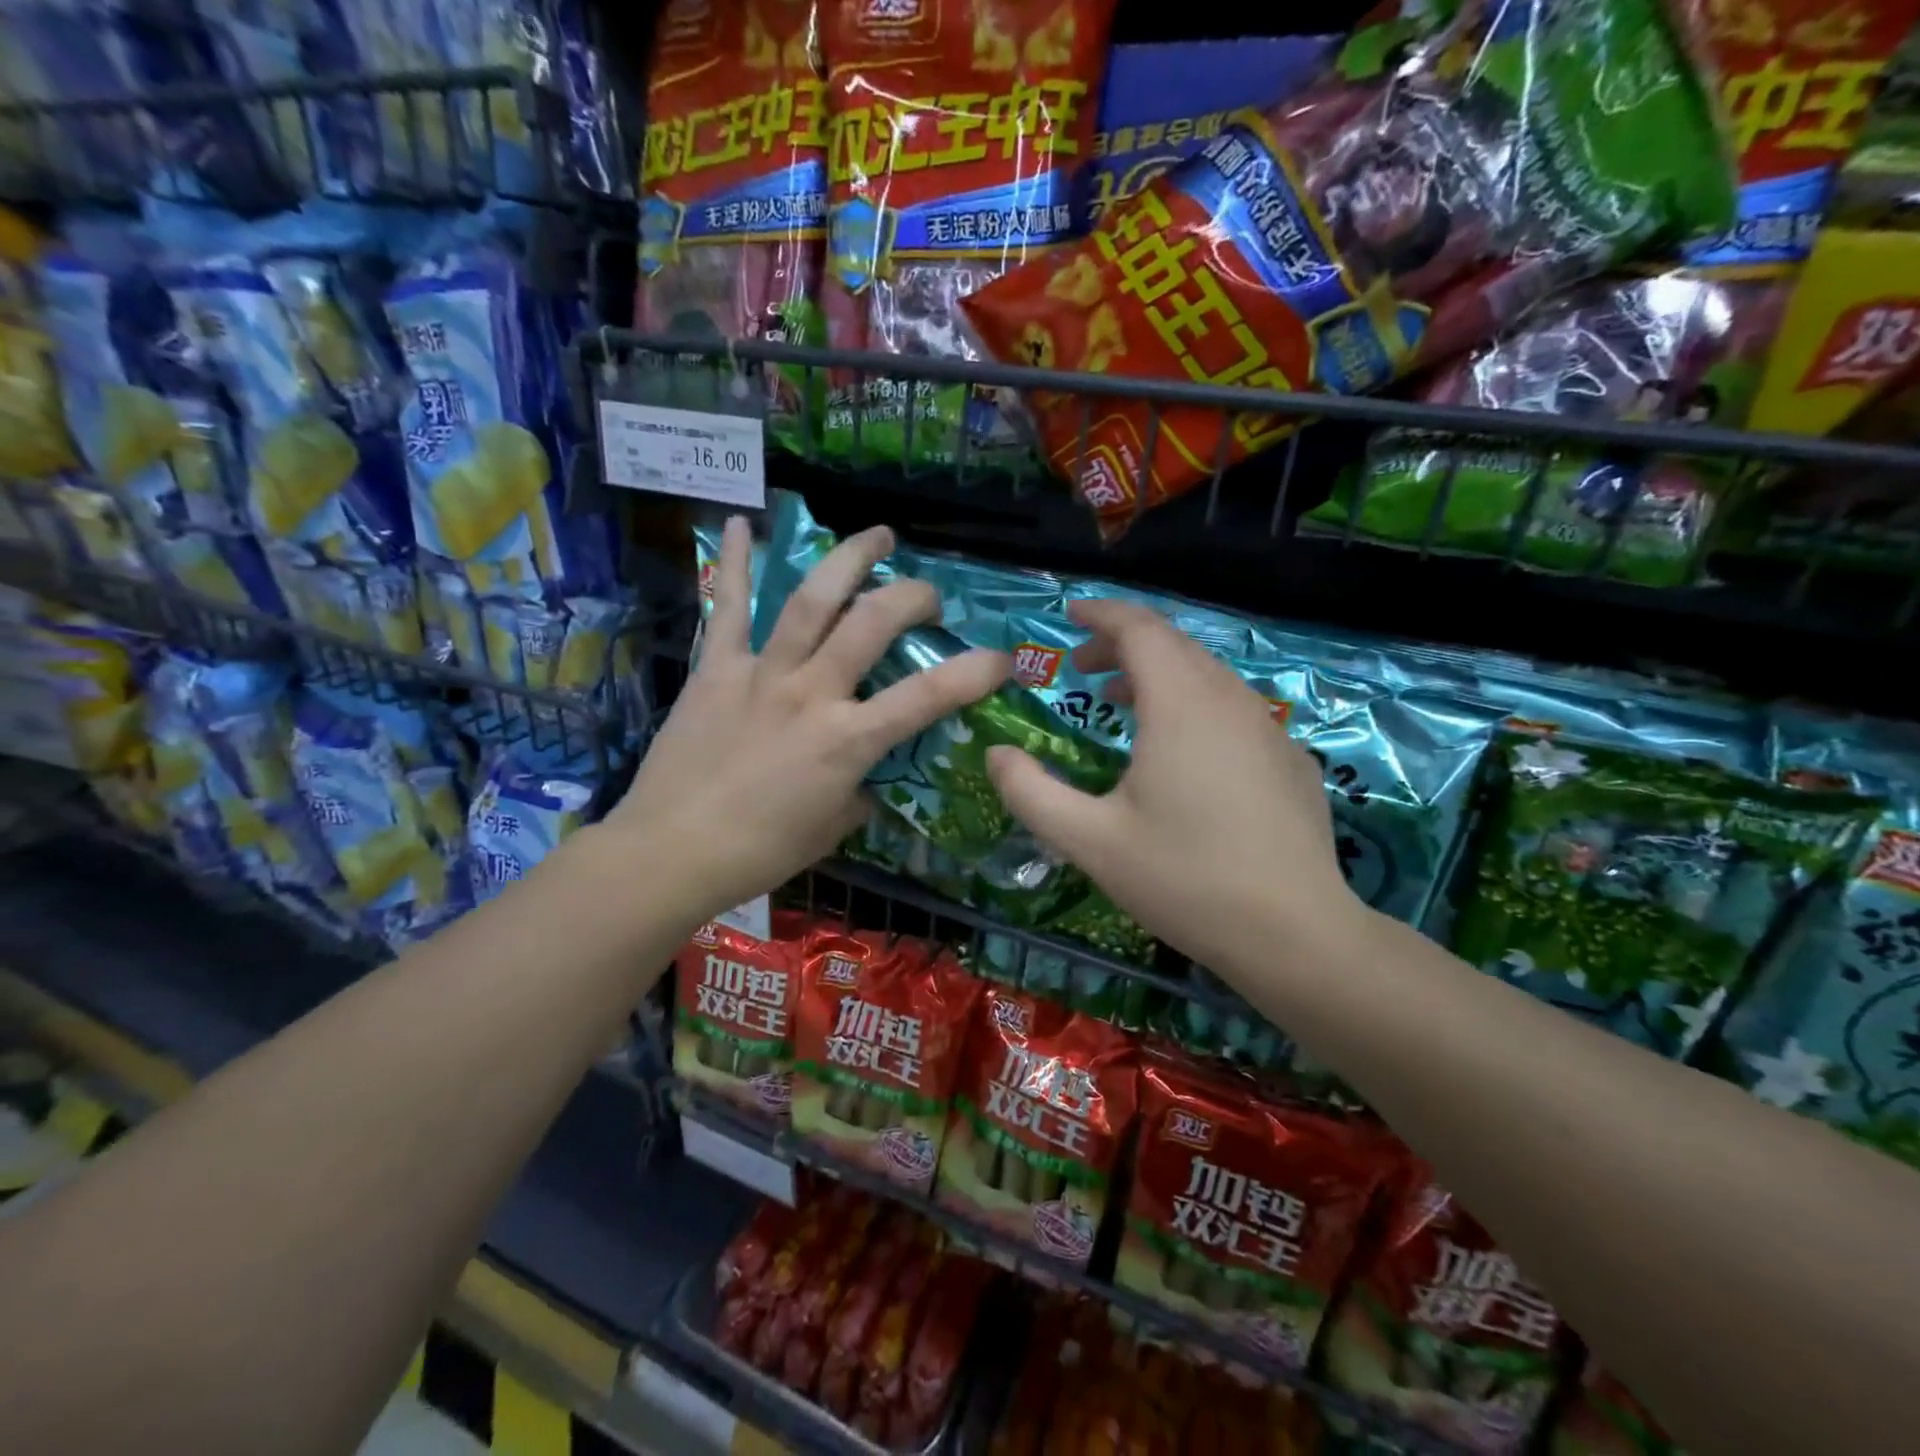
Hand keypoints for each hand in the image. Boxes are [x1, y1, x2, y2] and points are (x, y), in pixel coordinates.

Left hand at [603, 517, 1008, 929]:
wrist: (671, 852)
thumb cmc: (761, 851)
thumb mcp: (833, 828)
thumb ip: (860, 789)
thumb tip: (867, 770)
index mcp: (847, 741)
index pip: (927, 696)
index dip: (974, 672)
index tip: (1002, 657)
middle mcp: (811, 694)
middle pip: (871, 623)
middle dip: (911, 596)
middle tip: (927, 593)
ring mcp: (761, 674)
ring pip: (811, 601)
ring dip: (848, 560)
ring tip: (876, 535)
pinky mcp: (715, 669)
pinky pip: (727, 608)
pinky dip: (733, 563)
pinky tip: (737, 521)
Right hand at [985, 599, 1360, 974]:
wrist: (1295, 934)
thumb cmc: (1184, 879)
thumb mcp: (1089, 841)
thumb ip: (1030, 793)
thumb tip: (996, 755)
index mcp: (1181, 705)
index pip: (1139, 629)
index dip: (1101, 614)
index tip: (1069, 616)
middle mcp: (1229, 700)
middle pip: (1173, 645)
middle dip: (1123, 645)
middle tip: (1082, 667)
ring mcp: (1269, 729)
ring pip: (1207, 675)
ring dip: (1159, 675)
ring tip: (1121, 703)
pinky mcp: (1291, 760)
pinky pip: (1234, 708)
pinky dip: (1195, 704)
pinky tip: (1182, 751)